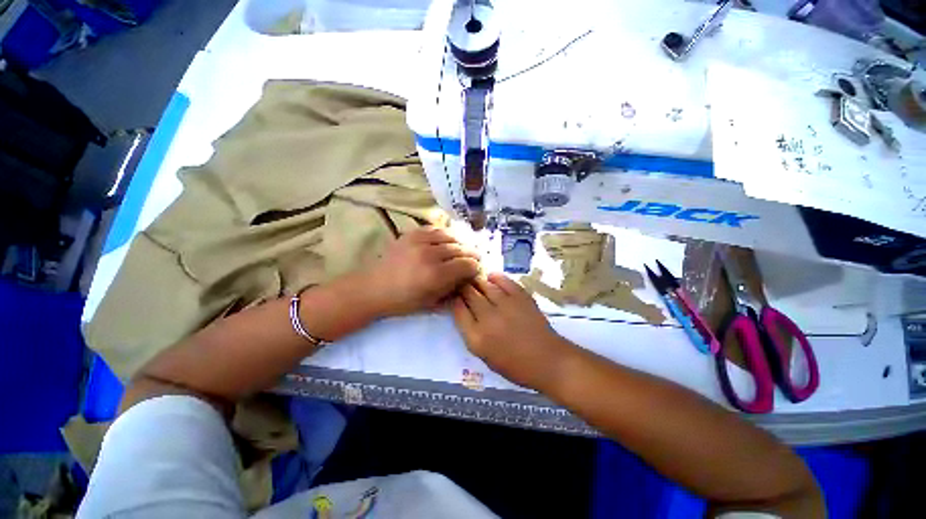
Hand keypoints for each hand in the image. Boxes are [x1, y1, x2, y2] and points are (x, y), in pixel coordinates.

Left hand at [363, 227, 480, 316]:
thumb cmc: (403, 301)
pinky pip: (435, 229)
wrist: (373, 288)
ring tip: (463, 248)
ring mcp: (419, 241)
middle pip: (461, 249)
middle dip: (472, 254)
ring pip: (450, 236)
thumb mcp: (432, 303)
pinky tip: (447, 240)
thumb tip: (469, 278)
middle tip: (475, 258)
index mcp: (435, 275)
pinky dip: (445, 234)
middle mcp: (430, 255)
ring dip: (461, 242)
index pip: (467, 265)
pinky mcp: (411, 234)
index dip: (476, 267)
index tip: (477, 270)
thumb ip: (453, 290)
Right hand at [451, 273, 573, 389]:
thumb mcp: (484, 356)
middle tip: (464, 285)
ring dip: (477, 281)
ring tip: (475, 280)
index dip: (455, 300)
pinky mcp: (520, 297)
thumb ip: (471, 332)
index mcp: (477, 337)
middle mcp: (488, 318)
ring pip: (484, 285)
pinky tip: (491, 277)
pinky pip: (503, 280)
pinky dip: (495, 277)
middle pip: (469, 294)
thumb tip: (464, 310)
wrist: (548, 361)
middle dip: (463, 287)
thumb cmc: (515, 365)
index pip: (458, 310)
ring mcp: (505, 305)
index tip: (455, 296)